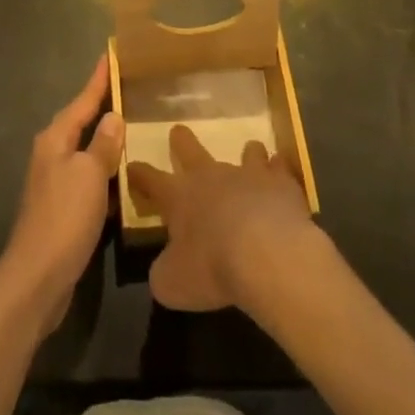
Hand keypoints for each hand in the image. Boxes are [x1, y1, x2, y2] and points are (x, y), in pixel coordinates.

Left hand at [0, 54, 123, 332]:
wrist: (37, 278)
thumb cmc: (64, 218)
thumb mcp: (89, 175)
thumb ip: (102, 145)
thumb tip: (112, 117)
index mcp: (56, 139)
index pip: (82, 100)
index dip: (99, 79)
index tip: (112, 54)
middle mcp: (52, 154)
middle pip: (82, 122)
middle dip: (103, 106)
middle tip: (131, 88)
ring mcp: (56, 182)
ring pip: (87, 151)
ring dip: (107, 141)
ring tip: (135, 127)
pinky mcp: (64, 209)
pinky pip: (90, 178)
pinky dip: (107, 173)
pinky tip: (126, 176)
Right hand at [126, 125, 317, 312]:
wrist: (268, 255)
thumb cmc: (212, 268)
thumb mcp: (173, 284)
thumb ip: (164, 272)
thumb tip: (164, 269)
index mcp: (179, 196)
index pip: (150, 179)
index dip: (139, 174)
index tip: (131, 167)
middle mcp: (210, 176)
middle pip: (190, 149)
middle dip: (181, 140)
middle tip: (178, 131)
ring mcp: (248, 174)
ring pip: (245, 152)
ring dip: (246, 154)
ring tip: (250, 153)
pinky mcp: (280, 183)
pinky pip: (279, 169)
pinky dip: (279, 172)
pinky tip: (282, 179)